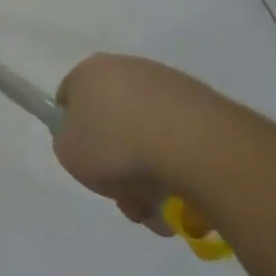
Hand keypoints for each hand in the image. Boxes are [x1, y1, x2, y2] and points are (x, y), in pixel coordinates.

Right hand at [53, 54, 217, 236]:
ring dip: (150, 171)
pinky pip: (181, 140)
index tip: (87, 162)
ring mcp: (170, 85)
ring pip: (148, 135)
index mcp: (90, 71)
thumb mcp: (69, 154)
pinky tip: (185, 195)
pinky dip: (179, 166)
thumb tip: (87, 142)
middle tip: (126, 196)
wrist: (197, 149)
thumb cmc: (119, 147)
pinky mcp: (206, 105)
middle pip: (113, 120)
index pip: (70, 98)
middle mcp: (128, 68)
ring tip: (160, 208)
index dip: (73, 133)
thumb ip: (68, 143)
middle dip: (117, 161)